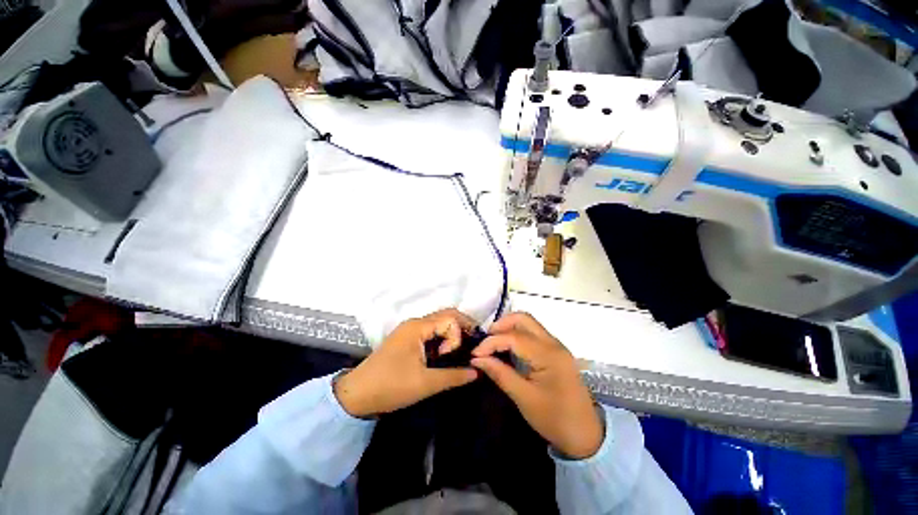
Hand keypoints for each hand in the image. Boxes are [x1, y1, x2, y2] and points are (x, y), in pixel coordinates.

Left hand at [334, 309, 478, 417]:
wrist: (356, 395)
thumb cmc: (391, 386)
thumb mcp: (425, 383)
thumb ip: (454, 376)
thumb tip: (477, 371)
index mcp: (417, 327)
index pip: (449, 319)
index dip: (456, 336)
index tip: (451, 357)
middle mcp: (414, 323)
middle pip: (445, 315)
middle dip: (461, 327)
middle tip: (472, 345)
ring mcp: (409, 330)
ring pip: (438, 323)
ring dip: (451, 333)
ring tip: (461, 350)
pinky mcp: (406, 340)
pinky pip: (430, 332)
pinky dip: (442, 338)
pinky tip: (446, 352)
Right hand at [471, 312, 602, 458]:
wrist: (587, 435)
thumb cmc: (555, 419)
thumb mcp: (524, 398)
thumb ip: (500, 374)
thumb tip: (477, 359)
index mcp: (548, 355)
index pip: (513, 337)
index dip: (491, 342)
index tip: (475, 354)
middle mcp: (553, 343)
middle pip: (523, 319)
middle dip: (501, 325)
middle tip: (485, 341)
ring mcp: (556, 346)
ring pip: (528, 323)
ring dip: (508, 327)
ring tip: (492, 343)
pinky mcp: (555, 351)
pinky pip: (533, 333)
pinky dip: (517, 334)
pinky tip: (507, 347)